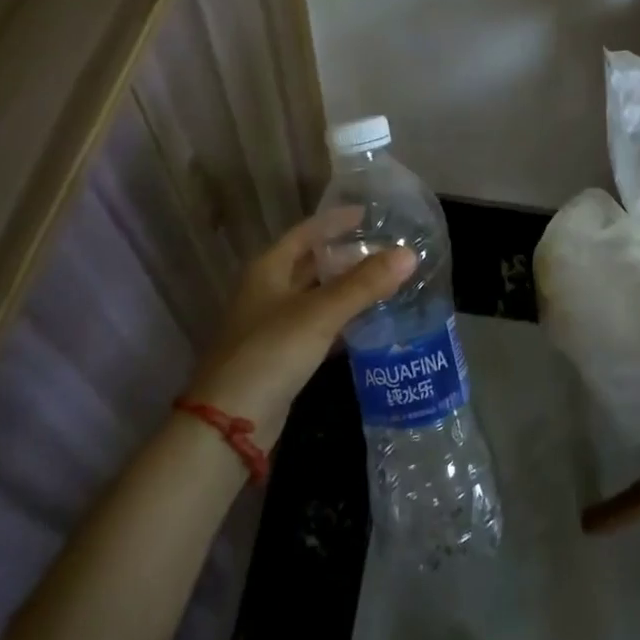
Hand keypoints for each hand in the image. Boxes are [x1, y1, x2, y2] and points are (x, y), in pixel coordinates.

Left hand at [183, 210, 413, 446]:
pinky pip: (318, 327)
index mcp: (268, 269)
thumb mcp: (320, 314)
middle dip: (346, 255)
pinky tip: (369, 323)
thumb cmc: (271, 353)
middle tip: (386, 249)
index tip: (370, 214)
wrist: (230, 424)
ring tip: (386, 281)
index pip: (307, 232)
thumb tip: (409, 254)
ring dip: (347, 289)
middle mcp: (268, 291)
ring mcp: (273, 325)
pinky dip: (342, 321)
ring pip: (317, 297)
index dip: (336, 221)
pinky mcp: (282, 356)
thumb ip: (364, 284)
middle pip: (312, 263)